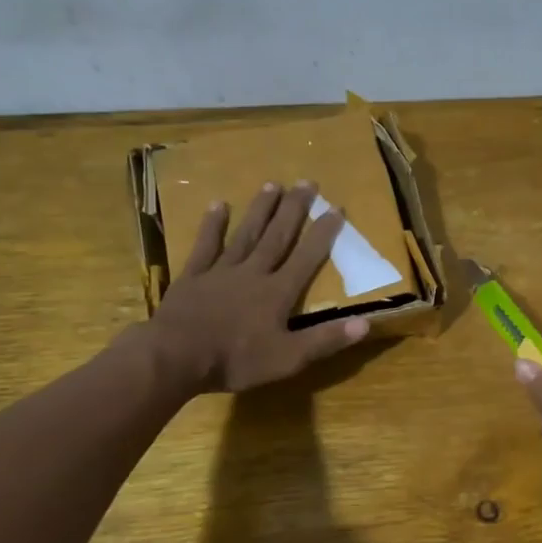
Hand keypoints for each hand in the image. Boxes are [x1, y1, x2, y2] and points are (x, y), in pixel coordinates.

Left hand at [148, 182, 370, 394]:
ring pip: (246, 234)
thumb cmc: (236, 361)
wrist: (176, 357)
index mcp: (278, 293)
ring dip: (261, 210)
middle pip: (278, 236)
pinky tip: (218, 205)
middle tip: (307, 182)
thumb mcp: (288, 359)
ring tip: (273, 184)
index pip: (307, 258)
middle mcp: (254, 273)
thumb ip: (325, 340)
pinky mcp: (193, 276)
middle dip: (294, 209)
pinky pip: (205, 245)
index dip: (323, 234)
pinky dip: (212, 225)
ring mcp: (221, 271)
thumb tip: (365, 323)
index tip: (337, 208)